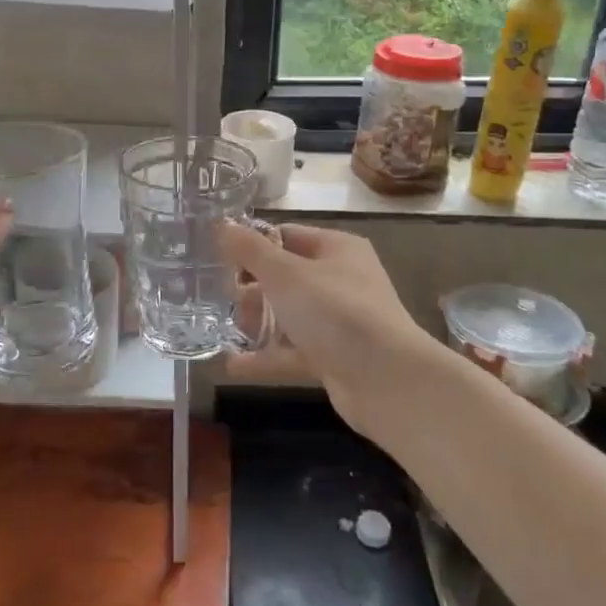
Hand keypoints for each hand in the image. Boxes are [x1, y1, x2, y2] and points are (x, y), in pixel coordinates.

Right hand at [218, 222, 456, 441]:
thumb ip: (250, 251)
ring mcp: (338, 321)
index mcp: (336, 248)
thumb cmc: (337, 312)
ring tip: (222, 329)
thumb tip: (223, 224)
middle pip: (285, 277)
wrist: (388, 381)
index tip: (217, 258)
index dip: (252, 245)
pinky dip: (266, 356)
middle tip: (219, 298)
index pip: (286, 236)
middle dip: (251, 288)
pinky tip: (231, 364)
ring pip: (288, 315)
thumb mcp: (287, 274)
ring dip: (257, 322)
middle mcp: (340, 280)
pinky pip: (292, 351)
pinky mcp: (334, 357)